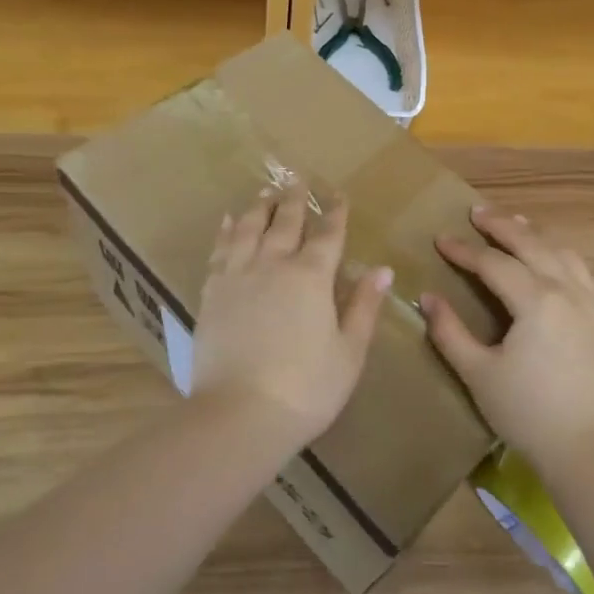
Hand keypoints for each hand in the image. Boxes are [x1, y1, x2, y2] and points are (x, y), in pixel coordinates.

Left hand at [191, 185, 392, 446]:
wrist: (239, 414)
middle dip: (294, 199)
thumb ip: (364, 307)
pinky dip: (226, 231)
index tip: (338, 195)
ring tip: (265, 192)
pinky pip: (219, 250)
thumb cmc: (306, 388)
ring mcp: (238, 276)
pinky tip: (228, 221)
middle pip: (285, 222)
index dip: (335, 213)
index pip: (327, 234)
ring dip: (259, 207)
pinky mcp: (211, 293)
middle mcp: (273, 264)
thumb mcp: (349, 352)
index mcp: (311, 277)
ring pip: (248, 228)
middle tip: (297, 179)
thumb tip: (382, 269)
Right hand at [421, 206, 593, 468]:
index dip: (464, 250)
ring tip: (516, 224)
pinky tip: (561, 261)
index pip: (492, 263)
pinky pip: (590, 274)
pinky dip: (570, 259)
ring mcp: (592, 303)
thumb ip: (449, 333)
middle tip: (476, 212)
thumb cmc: (529, 413)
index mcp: (535, 300)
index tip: (441, 239)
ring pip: (563, 253)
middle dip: (501, 225)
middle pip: (531, 244)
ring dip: (536, 235)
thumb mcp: (479, 374)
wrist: (592, 448)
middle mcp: (566, 290)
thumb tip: (426, 297)